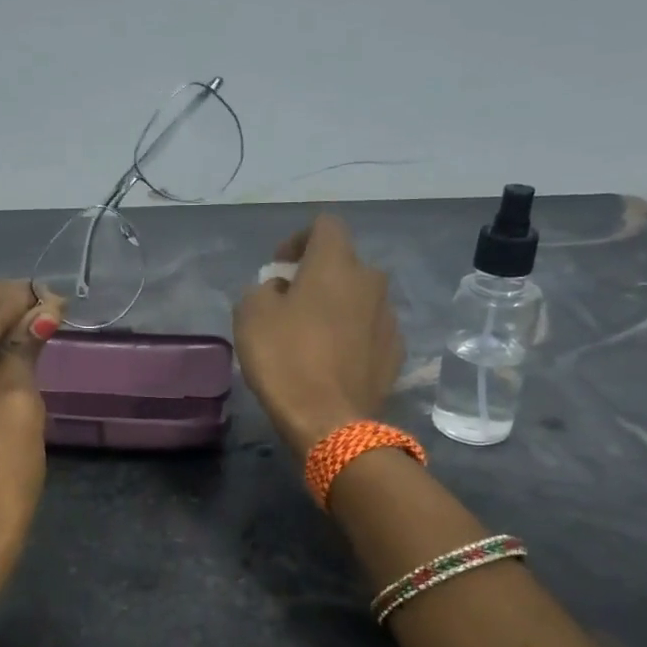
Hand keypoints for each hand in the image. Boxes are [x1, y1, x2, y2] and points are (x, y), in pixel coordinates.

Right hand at [233, 215, 404, 452]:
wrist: (330, 421)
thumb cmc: (285, 359)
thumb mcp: (250, 314)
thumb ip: (264, 288)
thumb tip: (281, 290)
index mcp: (337, 263)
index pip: (325, 225)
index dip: (298, 239)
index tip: (279, 267)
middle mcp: (371, 281)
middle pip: (344, 263)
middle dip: (318, 275)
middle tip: (291, 303)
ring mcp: (388, 317)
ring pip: (359, 298)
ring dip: (337, 306)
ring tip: (313, 335)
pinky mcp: (396, 352)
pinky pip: (369, 330)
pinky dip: (352, 335)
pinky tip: (333, 361)